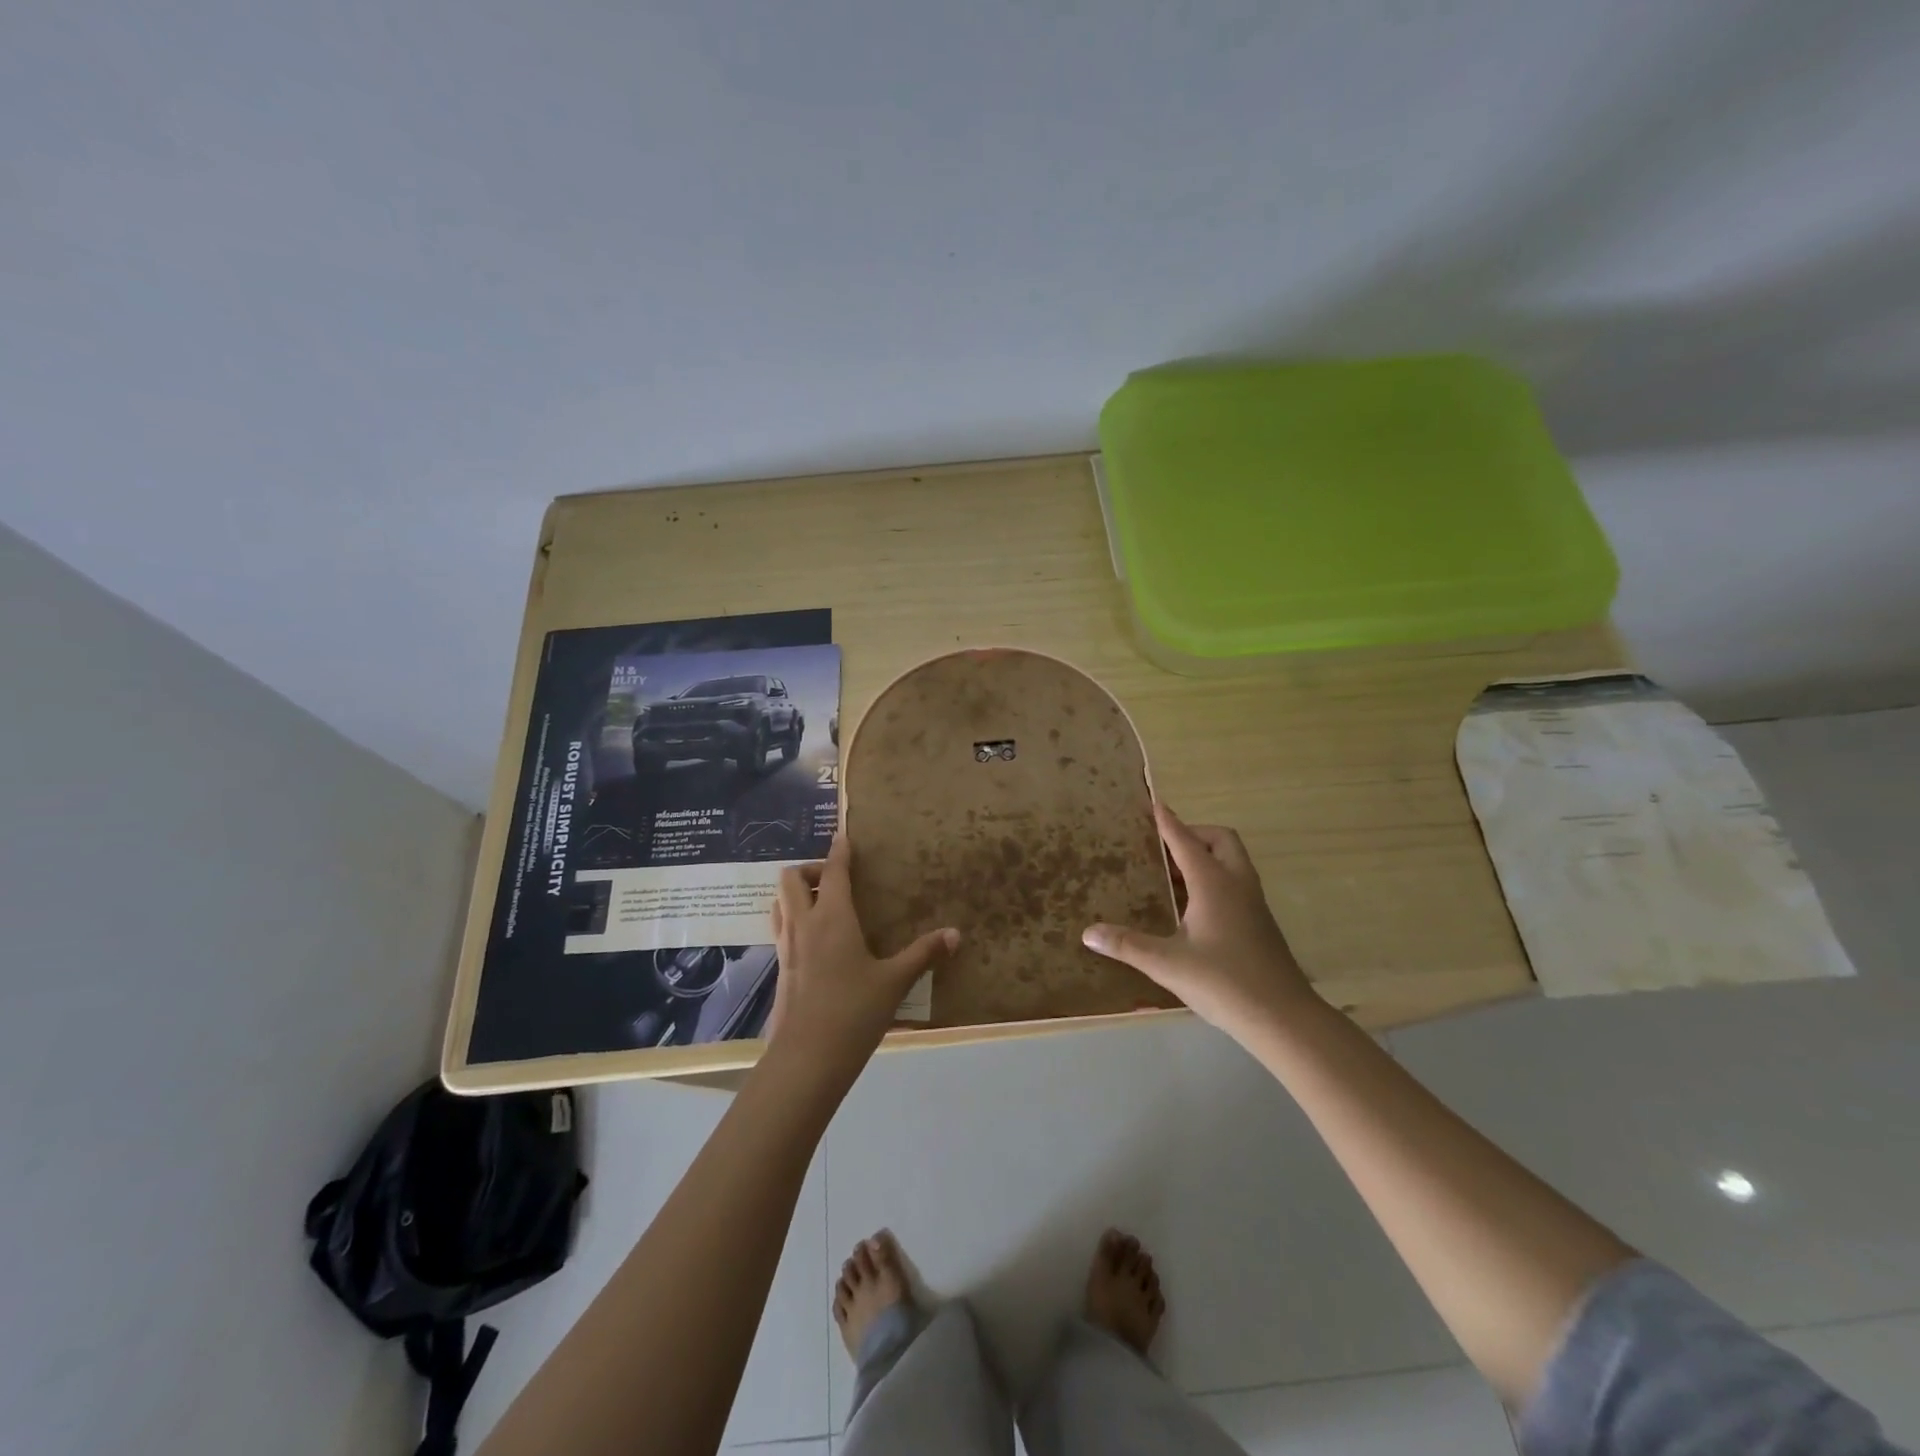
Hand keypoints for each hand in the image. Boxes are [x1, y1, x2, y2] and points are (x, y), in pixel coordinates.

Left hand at [766, 834, 959, 1084]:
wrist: (806, 1060)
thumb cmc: (853, 1012)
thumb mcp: (894, 982)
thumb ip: (923, 954)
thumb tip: (956, 934)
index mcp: (832, 918)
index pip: (832, 871)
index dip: (839, 851)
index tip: (844, 838)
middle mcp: (803, 924)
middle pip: (790, 878)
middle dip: (811, 869)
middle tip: (835, 880)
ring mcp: (786, 947)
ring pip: (779, 902)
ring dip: (796, 893)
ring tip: (822, 903)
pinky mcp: (779, 969)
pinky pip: (780, 928)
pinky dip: (793, 918)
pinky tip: (815, 939)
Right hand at [1083, 803, 1316, 1037]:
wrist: (1283, 1018)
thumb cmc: (1224, 982)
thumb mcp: (1167, 964)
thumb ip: (1127, 945)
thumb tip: (1088, 933)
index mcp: (1214, 884)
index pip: (1186, 840)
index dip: (1167, 821)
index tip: (1153, 803)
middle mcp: (1237, 885)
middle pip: (1221, 840)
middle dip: (1194, 834)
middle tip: (1164, 846)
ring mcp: (1253, 904)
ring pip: (1232, 862)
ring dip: (1205, 857)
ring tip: (1172, 874)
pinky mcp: (1260, 923)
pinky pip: (1235, 883)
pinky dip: (1214, 879)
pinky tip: (1192, 908)